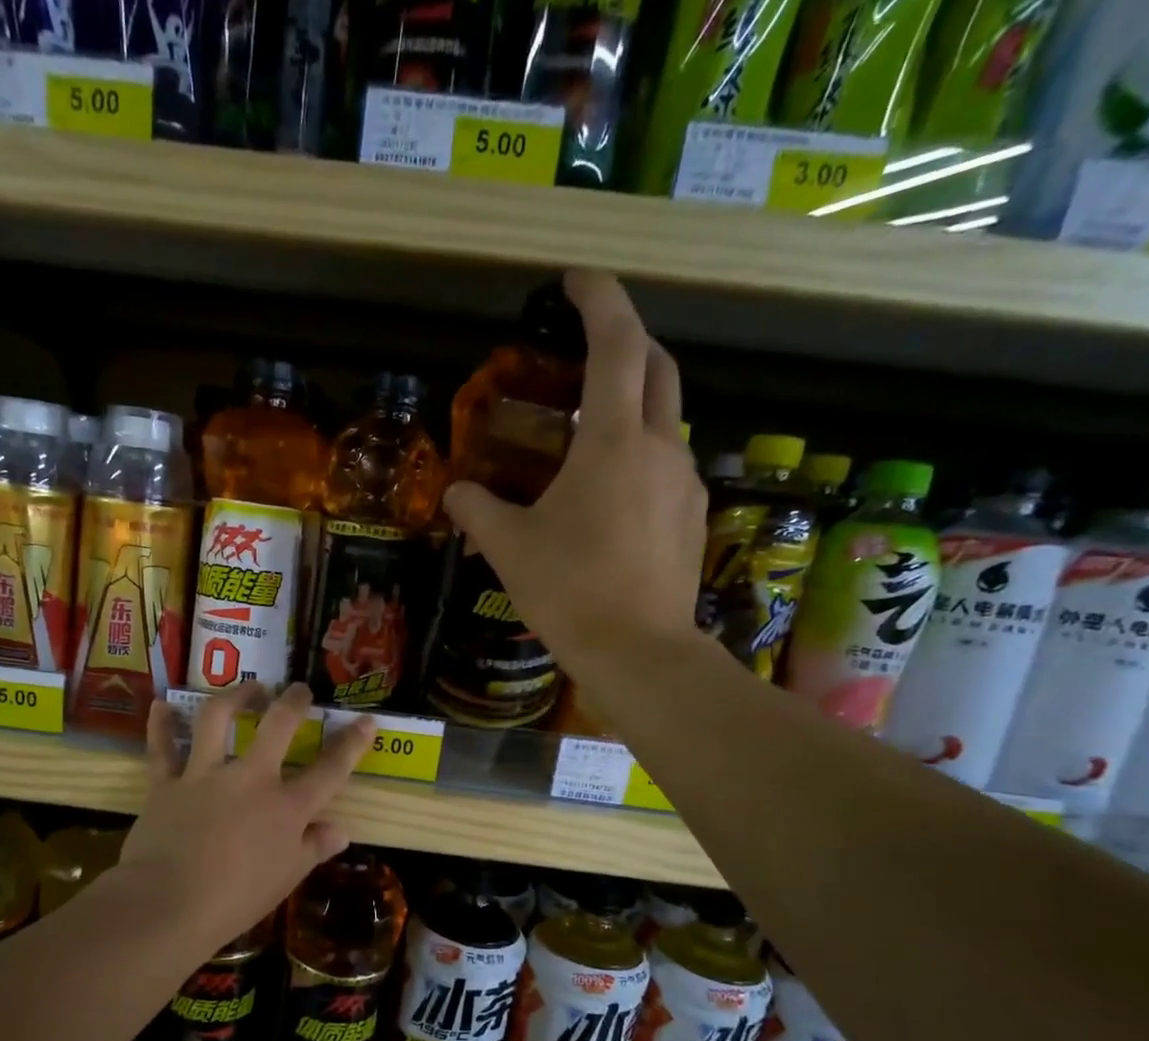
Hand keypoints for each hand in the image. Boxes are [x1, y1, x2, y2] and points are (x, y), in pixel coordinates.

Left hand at [117, 682, 371, 959]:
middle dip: (293, 701)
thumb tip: (341, 831)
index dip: (352, 743)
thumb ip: (313, 849)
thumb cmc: (236, 900)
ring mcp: (205, 775)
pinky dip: (160, 725)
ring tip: (247, 687)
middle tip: (298, 690)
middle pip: (278, 725)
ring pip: (218, 719)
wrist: (168, 905)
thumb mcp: (286, 879)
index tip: (366, 720)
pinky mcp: (166, 783)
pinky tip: (161, 705)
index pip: (330, 770)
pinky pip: (162, 747)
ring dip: (234, 696)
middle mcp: (250, 779)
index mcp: (286, 807)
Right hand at [444, 270, 707, 680]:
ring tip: (589, 434)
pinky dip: (639, 457)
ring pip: (665, 420)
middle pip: (657, 367)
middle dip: (627, 341)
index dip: (599, 299)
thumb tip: (456, 495)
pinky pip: (666, 467)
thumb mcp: (509, 548)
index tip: (575, 280)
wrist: (639, 652)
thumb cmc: (569, 590)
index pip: (616, 343)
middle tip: (589, 345)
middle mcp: (661, 446)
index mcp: (615, 440)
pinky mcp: (692, 518)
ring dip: (632, 406)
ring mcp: (684, 482)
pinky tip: (610, 495)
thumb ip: (478, 511)